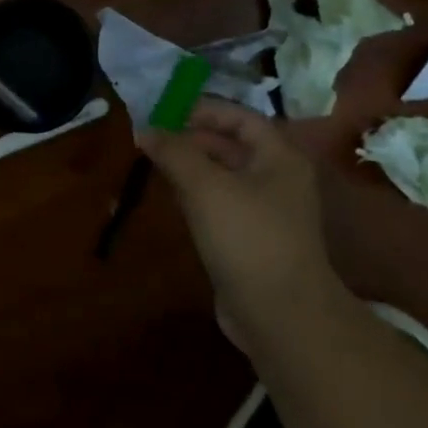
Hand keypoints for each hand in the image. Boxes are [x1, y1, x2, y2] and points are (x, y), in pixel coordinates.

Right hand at [142, 99, 348, 341]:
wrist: (281, 316)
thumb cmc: (248, 237)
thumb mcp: (205, 187)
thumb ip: (174, 153)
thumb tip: (145, 129)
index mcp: (279, 157)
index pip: (241, 117)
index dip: (204, 110)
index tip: (166, 111)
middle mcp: (278, 179)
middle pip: (232, 145)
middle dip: (193, 138)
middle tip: (154, 138)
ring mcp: (267, 212)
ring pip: (225, 176)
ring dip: (192, 166)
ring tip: (156, 163)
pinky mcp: (253, 241)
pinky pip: (222, 204)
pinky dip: (198, 195)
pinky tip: (173, 198)